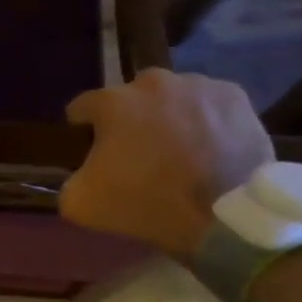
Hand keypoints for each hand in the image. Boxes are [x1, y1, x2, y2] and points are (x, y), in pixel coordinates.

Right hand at [60, 69, 273, 259]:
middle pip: (130, 99)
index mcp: (112, 102)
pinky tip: (210, 146)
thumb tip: (77, 174)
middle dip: (130, 120)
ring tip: (180, 150)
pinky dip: (205, 119)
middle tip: (140, 154)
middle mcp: (152, 82)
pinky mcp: (233, 96)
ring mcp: (197, 85)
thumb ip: (68, 180)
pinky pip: (208, 103)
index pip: (83, 107)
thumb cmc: (148, 205)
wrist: (225, 218)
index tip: (91, 151)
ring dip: (169, 116)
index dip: (83, 130)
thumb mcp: (82, 204)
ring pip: (171, 97)